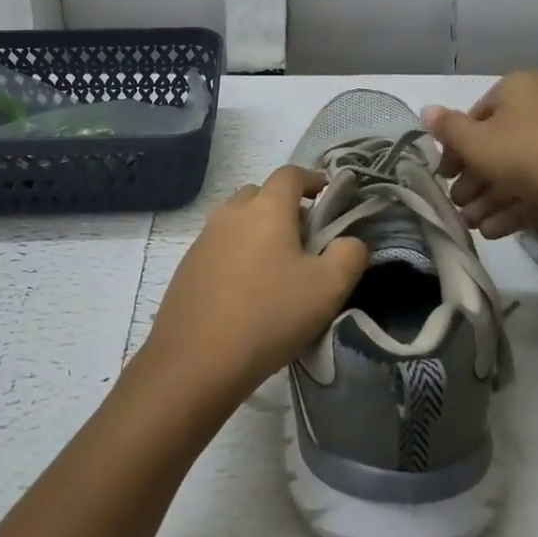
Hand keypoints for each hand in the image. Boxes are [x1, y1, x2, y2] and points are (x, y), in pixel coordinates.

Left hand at [140, 166, 369, 404]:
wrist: (196, 362)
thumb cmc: (270, 315)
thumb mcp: (328, 288)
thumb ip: (350, 255)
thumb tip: (350, 241)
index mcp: (266, 208)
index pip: (291, 174)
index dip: (313, 180)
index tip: (328, 196)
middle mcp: (231, 213)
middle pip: (260, 194)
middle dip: (285, 206)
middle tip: (305, 239)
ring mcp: (204, 240)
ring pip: (237, 220)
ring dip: (259, 231)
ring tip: (277, 268)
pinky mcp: (187, 268)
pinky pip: (220, 247)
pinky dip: (238, 255)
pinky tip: (247, 292)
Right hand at [423, 70, 537, 238]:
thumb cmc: (536, 155)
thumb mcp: (481, 145)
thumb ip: (449, 130)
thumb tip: (426, 110)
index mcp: (519, 88)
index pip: (475, 117)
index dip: (455, 150)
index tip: (443, 180)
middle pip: (498, 144)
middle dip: (474, 181)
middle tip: (458, 209)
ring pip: (521, 167)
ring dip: (493, 198)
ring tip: (474, 228)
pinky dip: (520, 204)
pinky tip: (498, 232)